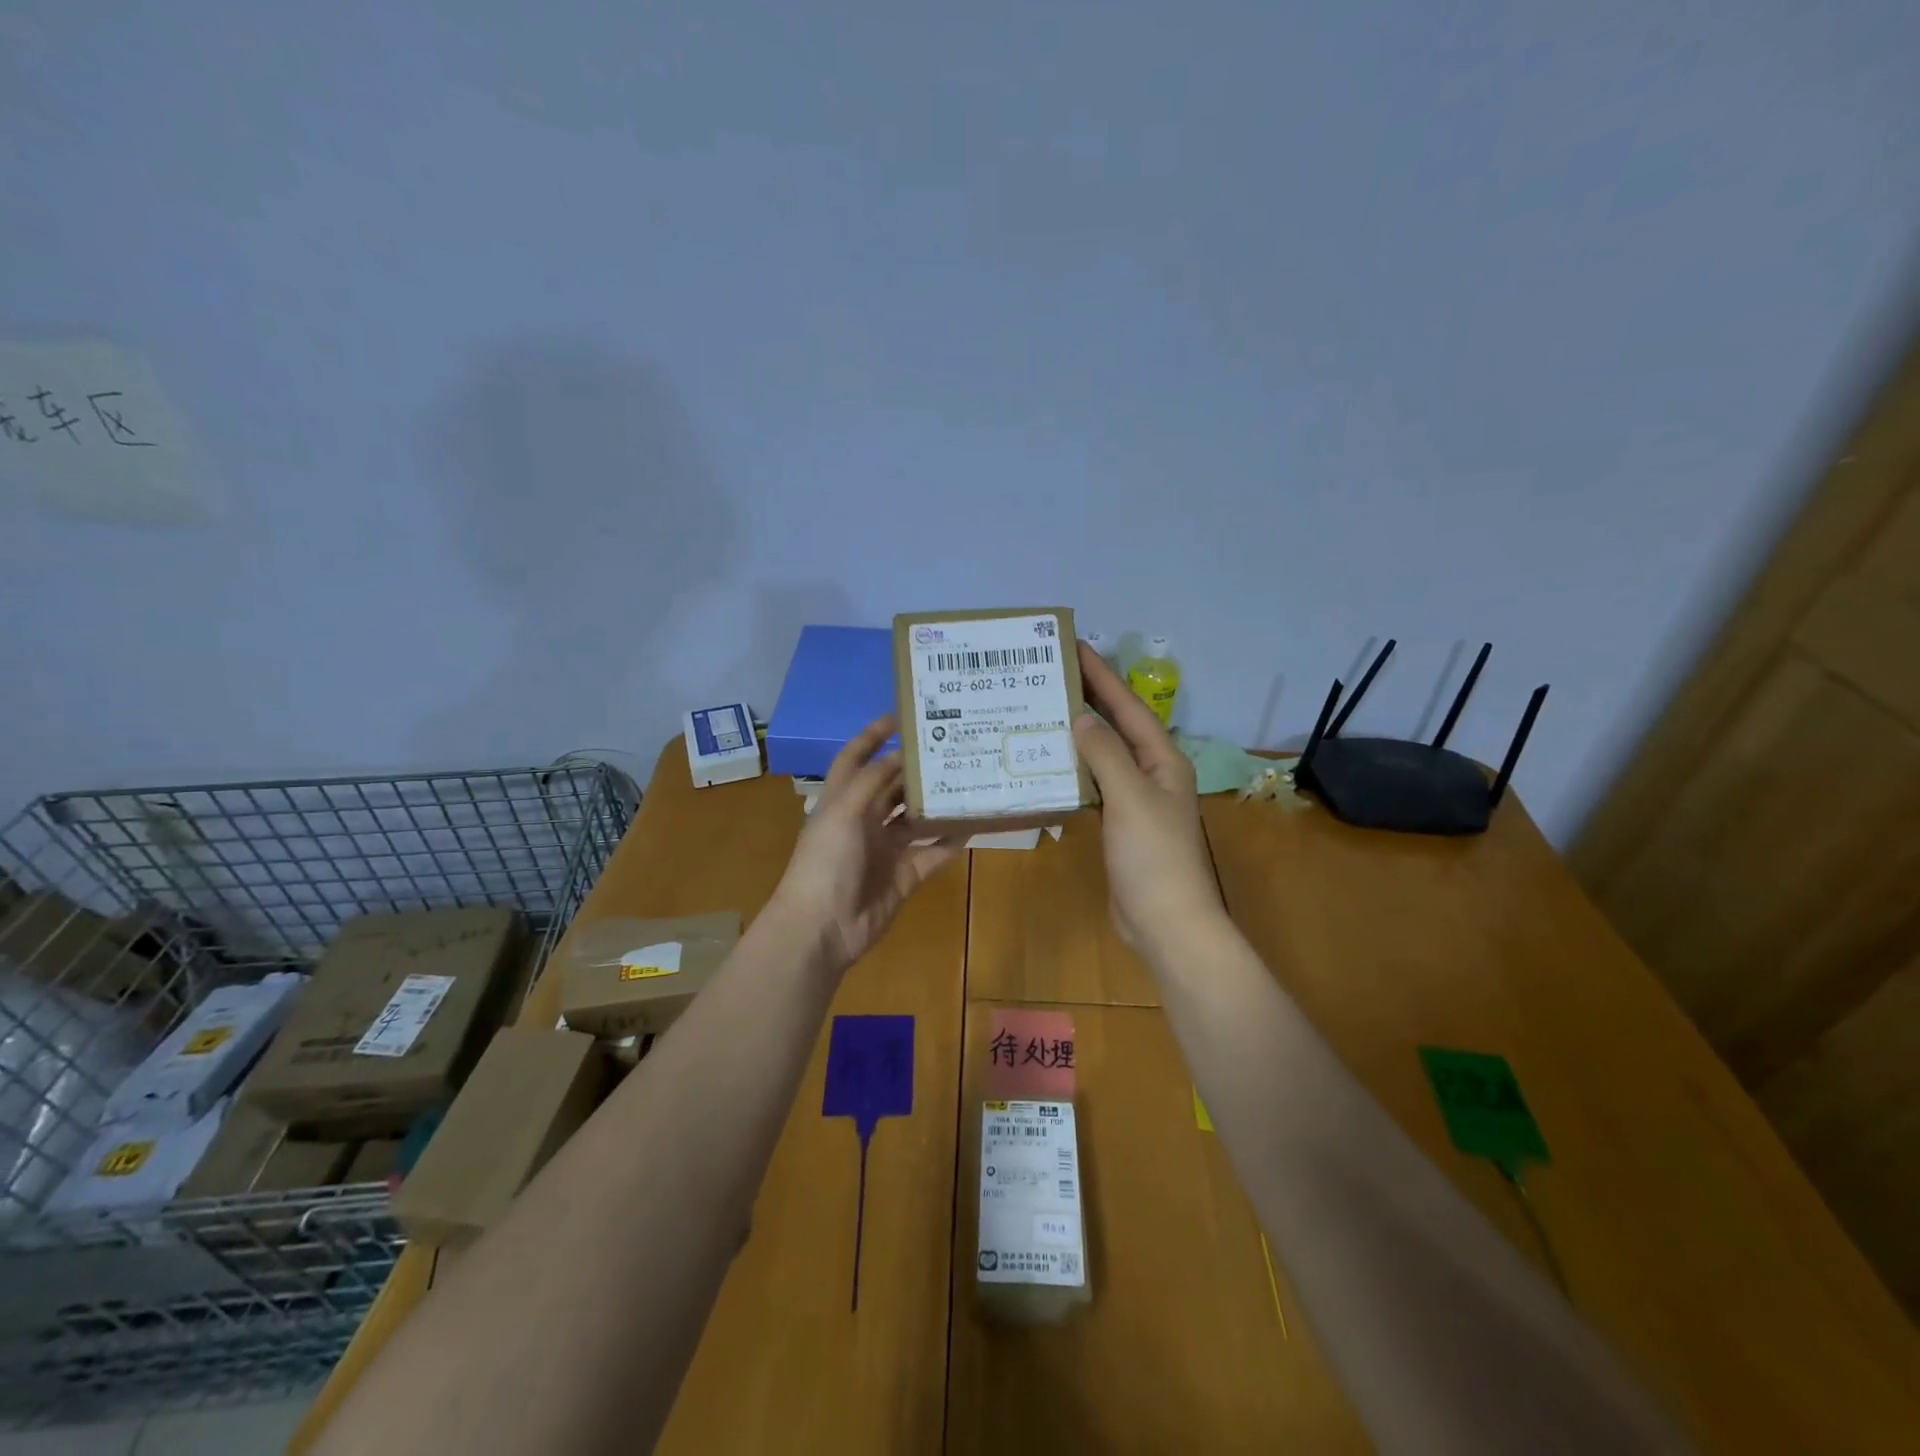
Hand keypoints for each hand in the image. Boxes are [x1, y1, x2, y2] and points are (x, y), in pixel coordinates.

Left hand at [768, 717, 962, 970]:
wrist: (823, 927)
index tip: (901, 716)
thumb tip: (901, 754)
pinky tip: (974, 824)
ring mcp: (885, 849)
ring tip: (967, 779)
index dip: (872, 736)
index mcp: (841, 801)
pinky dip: (951, 840)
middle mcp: (864, 820)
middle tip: (950, 746)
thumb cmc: (826, 862)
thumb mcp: (843, 812)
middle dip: (915, 768)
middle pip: (892, 786)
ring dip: (936, 802)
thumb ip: (872, 781)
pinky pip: (933, 853)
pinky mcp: (905, 876)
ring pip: (916, 819)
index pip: (855, 758)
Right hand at [1072, 641, 1227, 954]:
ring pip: (1103, 753)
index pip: (1127, 707)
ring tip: (1044, 708)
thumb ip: (1105, 754)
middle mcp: (1151, 772)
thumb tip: (1080, 716)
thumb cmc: (1153, 856)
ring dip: (1078, 731)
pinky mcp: (1119, 823)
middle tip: (1051, 671)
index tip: (1073, 646)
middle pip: (1117, 725)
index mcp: (1162, 759)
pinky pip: (1094, 783)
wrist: (1166, 922)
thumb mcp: (1130, 798)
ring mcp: (1135, 799)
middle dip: (1089, 696)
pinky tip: (1049, 761)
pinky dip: (1074, 768)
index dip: (1101, 676)